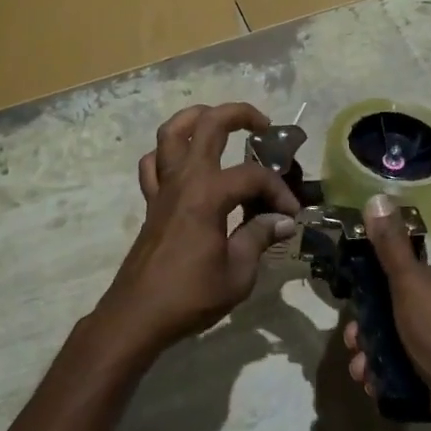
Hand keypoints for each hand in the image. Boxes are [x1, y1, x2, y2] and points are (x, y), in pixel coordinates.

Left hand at [92, 103, 300, 364]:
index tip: (291, 215)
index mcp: (208, 194)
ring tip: (219, 122)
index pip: (253, 176)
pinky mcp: (151, 201)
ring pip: (171, 132)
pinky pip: (153, 164)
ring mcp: (163, 187)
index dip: (278, 191)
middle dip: (240, 115)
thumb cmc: (191, 295)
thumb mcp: (238, 273)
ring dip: (196, 117)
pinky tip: (185, 163)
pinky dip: (167, 154)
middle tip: (263, 125)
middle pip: (209, 125)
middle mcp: (184, 179)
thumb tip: (283, 221)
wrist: (139, 314)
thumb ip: (259, 237)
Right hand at [343, 194, 430, 430]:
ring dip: (373, 355)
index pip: (406, 276)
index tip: (354, 305)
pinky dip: (389, 376)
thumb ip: (390, 246)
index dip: (375, 289)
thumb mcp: (410, 282)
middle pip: (399, 311)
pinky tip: (373, 386)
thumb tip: (377, 198)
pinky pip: (411, 372)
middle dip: (369, 328)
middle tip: (353, 344)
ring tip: (359, 371)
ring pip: (401, 344)